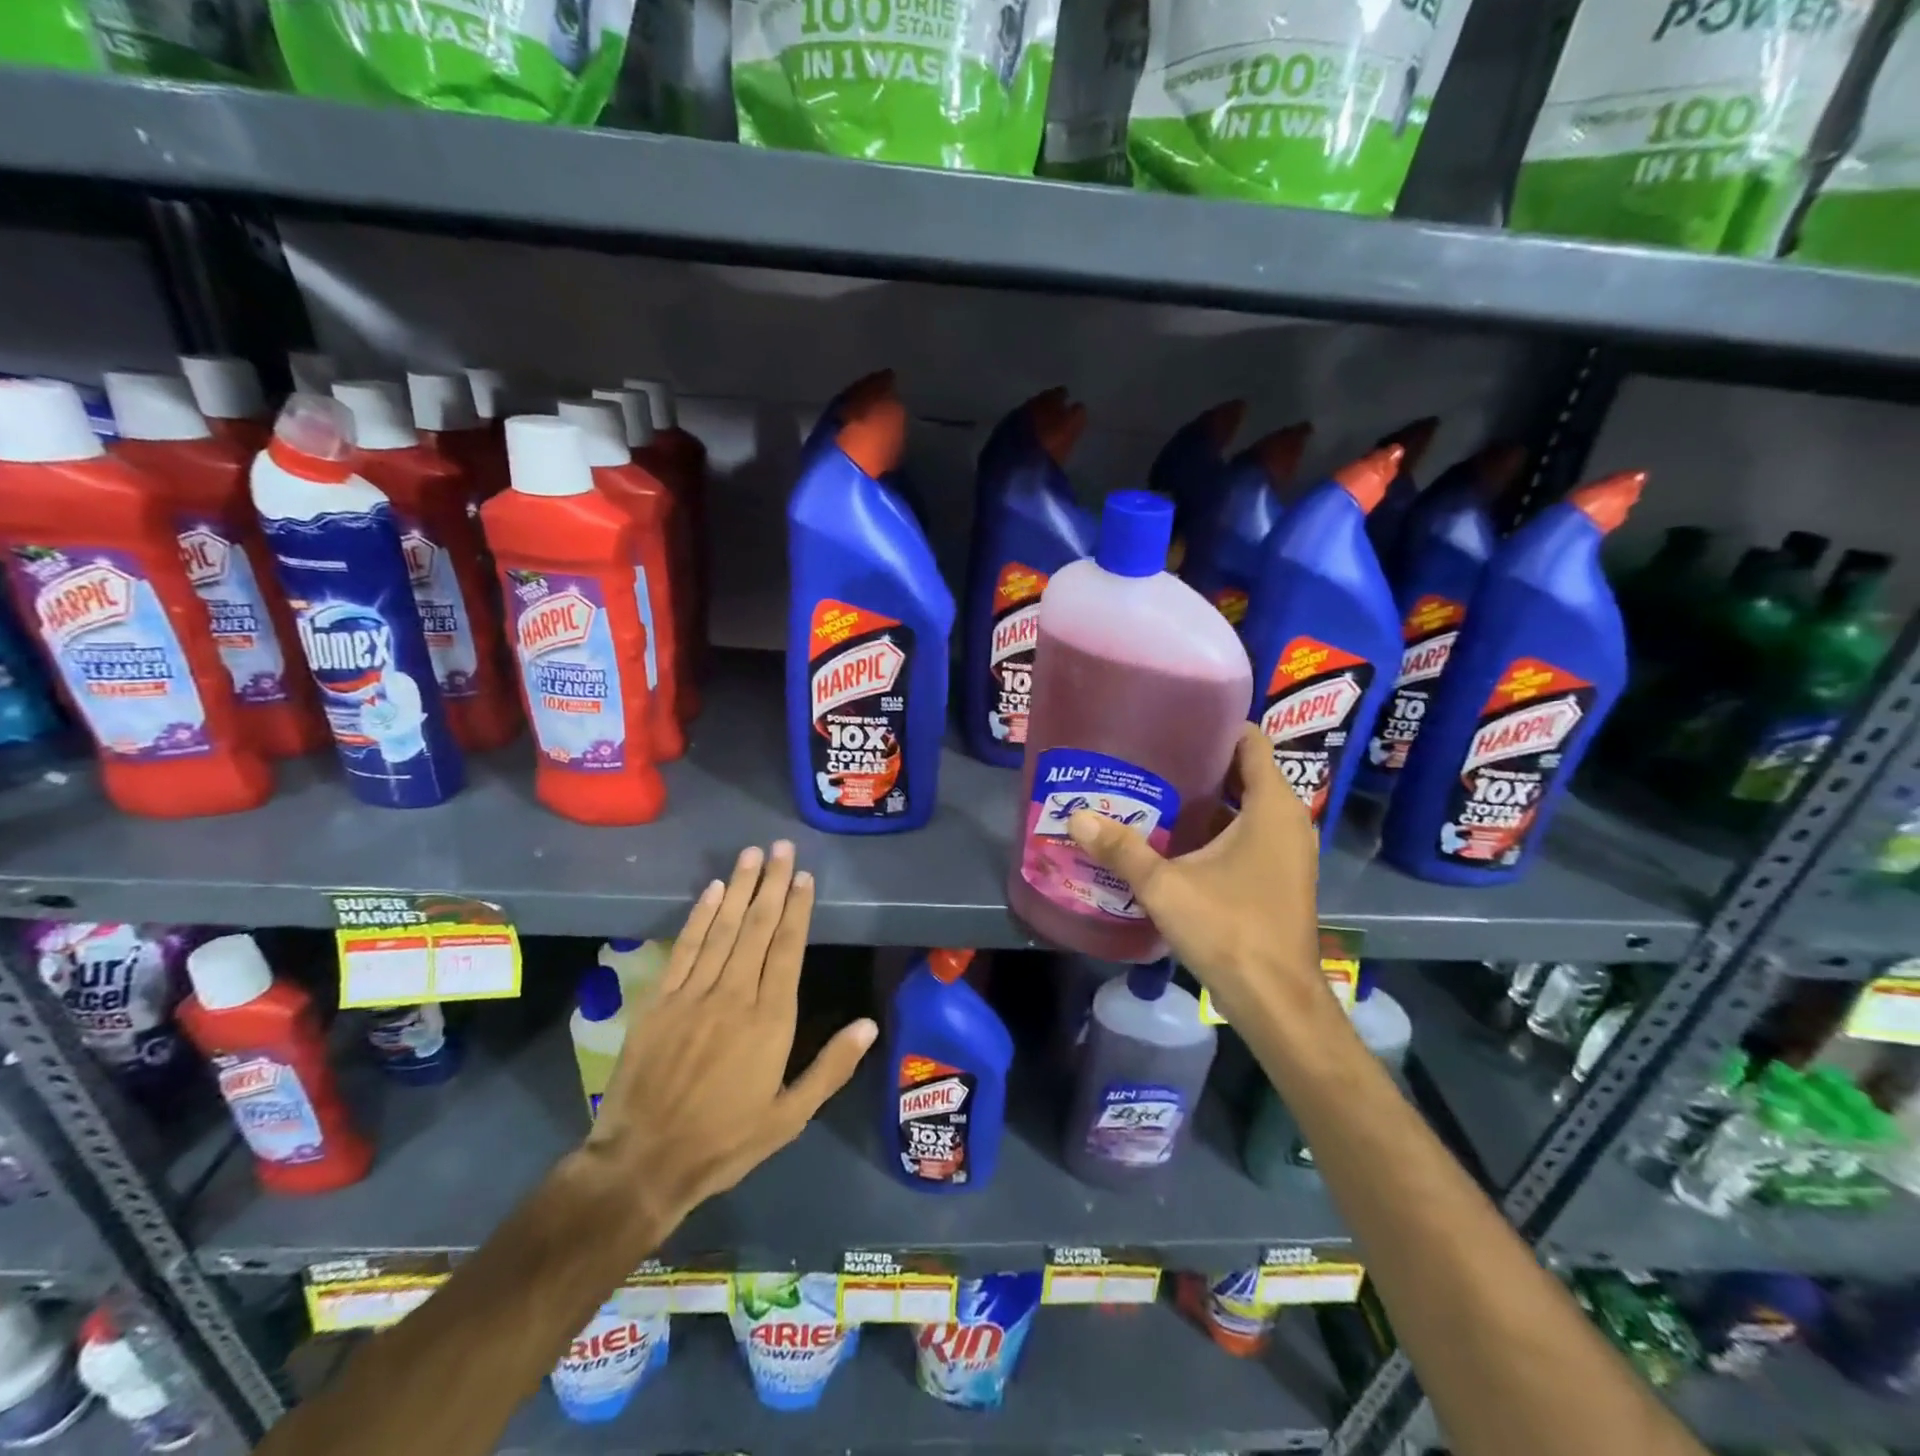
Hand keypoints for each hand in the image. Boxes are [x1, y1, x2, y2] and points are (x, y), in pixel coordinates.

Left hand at [576, 841, 876, 1261]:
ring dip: (740, 888)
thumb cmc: (725, 1141)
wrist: (644, 1162)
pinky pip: (686, 948)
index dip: (798, 910)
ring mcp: (694, 994)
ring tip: (753, 854)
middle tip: (782, 848)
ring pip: (724, 928)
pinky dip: (700, 916)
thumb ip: (830, 1068)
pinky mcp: (661, 1000)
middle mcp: (734, 995)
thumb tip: (869, 1025)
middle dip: (773, 884)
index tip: (805, 877)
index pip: (788, 949)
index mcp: (770, 1020)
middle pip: (758, 928)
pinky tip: (713, 891)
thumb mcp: (789, 1117)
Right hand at [1067, 725, 1323, 1024]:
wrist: (1276, 1000)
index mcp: (1271, 807)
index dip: (1216, 726)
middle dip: (1202, 762)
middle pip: (1245, 773)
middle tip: (1152, 755)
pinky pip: (1250, 835)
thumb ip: (1122, 849)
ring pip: (1247, 807)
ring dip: (1209, 799)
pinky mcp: (1280, 877)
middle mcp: (1288, 821)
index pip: (1250, 742)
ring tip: (1156, 790)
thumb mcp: (1166, 886)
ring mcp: (1288, 852)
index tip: (1174, 720)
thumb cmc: (1229, 930)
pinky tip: (1176, 839)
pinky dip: (1219, 829)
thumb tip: (1076, 817)